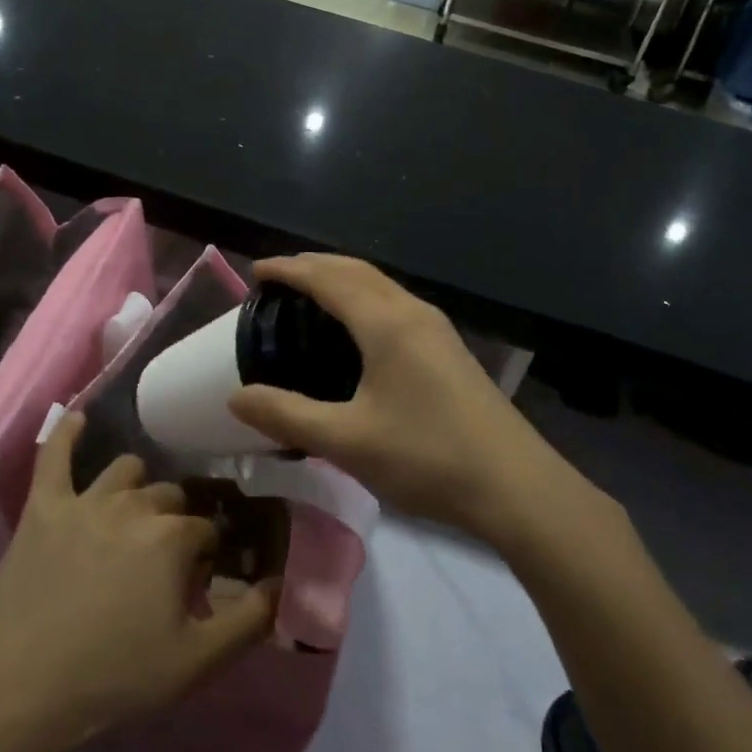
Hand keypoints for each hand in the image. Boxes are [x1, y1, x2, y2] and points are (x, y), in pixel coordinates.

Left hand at [0, 413, 275, 751]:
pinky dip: (67, 433)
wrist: (19, 690)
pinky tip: (79, 418)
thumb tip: (280, 583)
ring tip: (132, 518)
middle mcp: (133, 505)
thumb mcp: (195, 662)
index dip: (205, 555)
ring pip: (125, 471)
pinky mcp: (43, 506)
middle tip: (163, 562)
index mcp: (172, 536)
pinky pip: (54, 455)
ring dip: (137, 489)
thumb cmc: (113, 677)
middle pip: (168, 497)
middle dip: (174, 522)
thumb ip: (248, 620)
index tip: (196, 582)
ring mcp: (85, 501)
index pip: (206, 528)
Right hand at [228, 255, 576, 541]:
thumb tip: (236, 396)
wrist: (516, 485)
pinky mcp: (448, 349)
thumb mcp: (347, 440)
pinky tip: (356, 332)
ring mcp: (436, 328)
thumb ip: (287, 414)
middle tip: (277, 280)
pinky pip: (394, 304)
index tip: (256, 272)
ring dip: (342, 280)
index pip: (328, 278)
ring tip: (309, 298)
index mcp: (385, 322)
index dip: (290, 270)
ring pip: (380, 285)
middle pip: (356, 270)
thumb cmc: (427, 457)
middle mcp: (412, 311)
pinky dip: (363, 299)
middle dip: (314, 266)